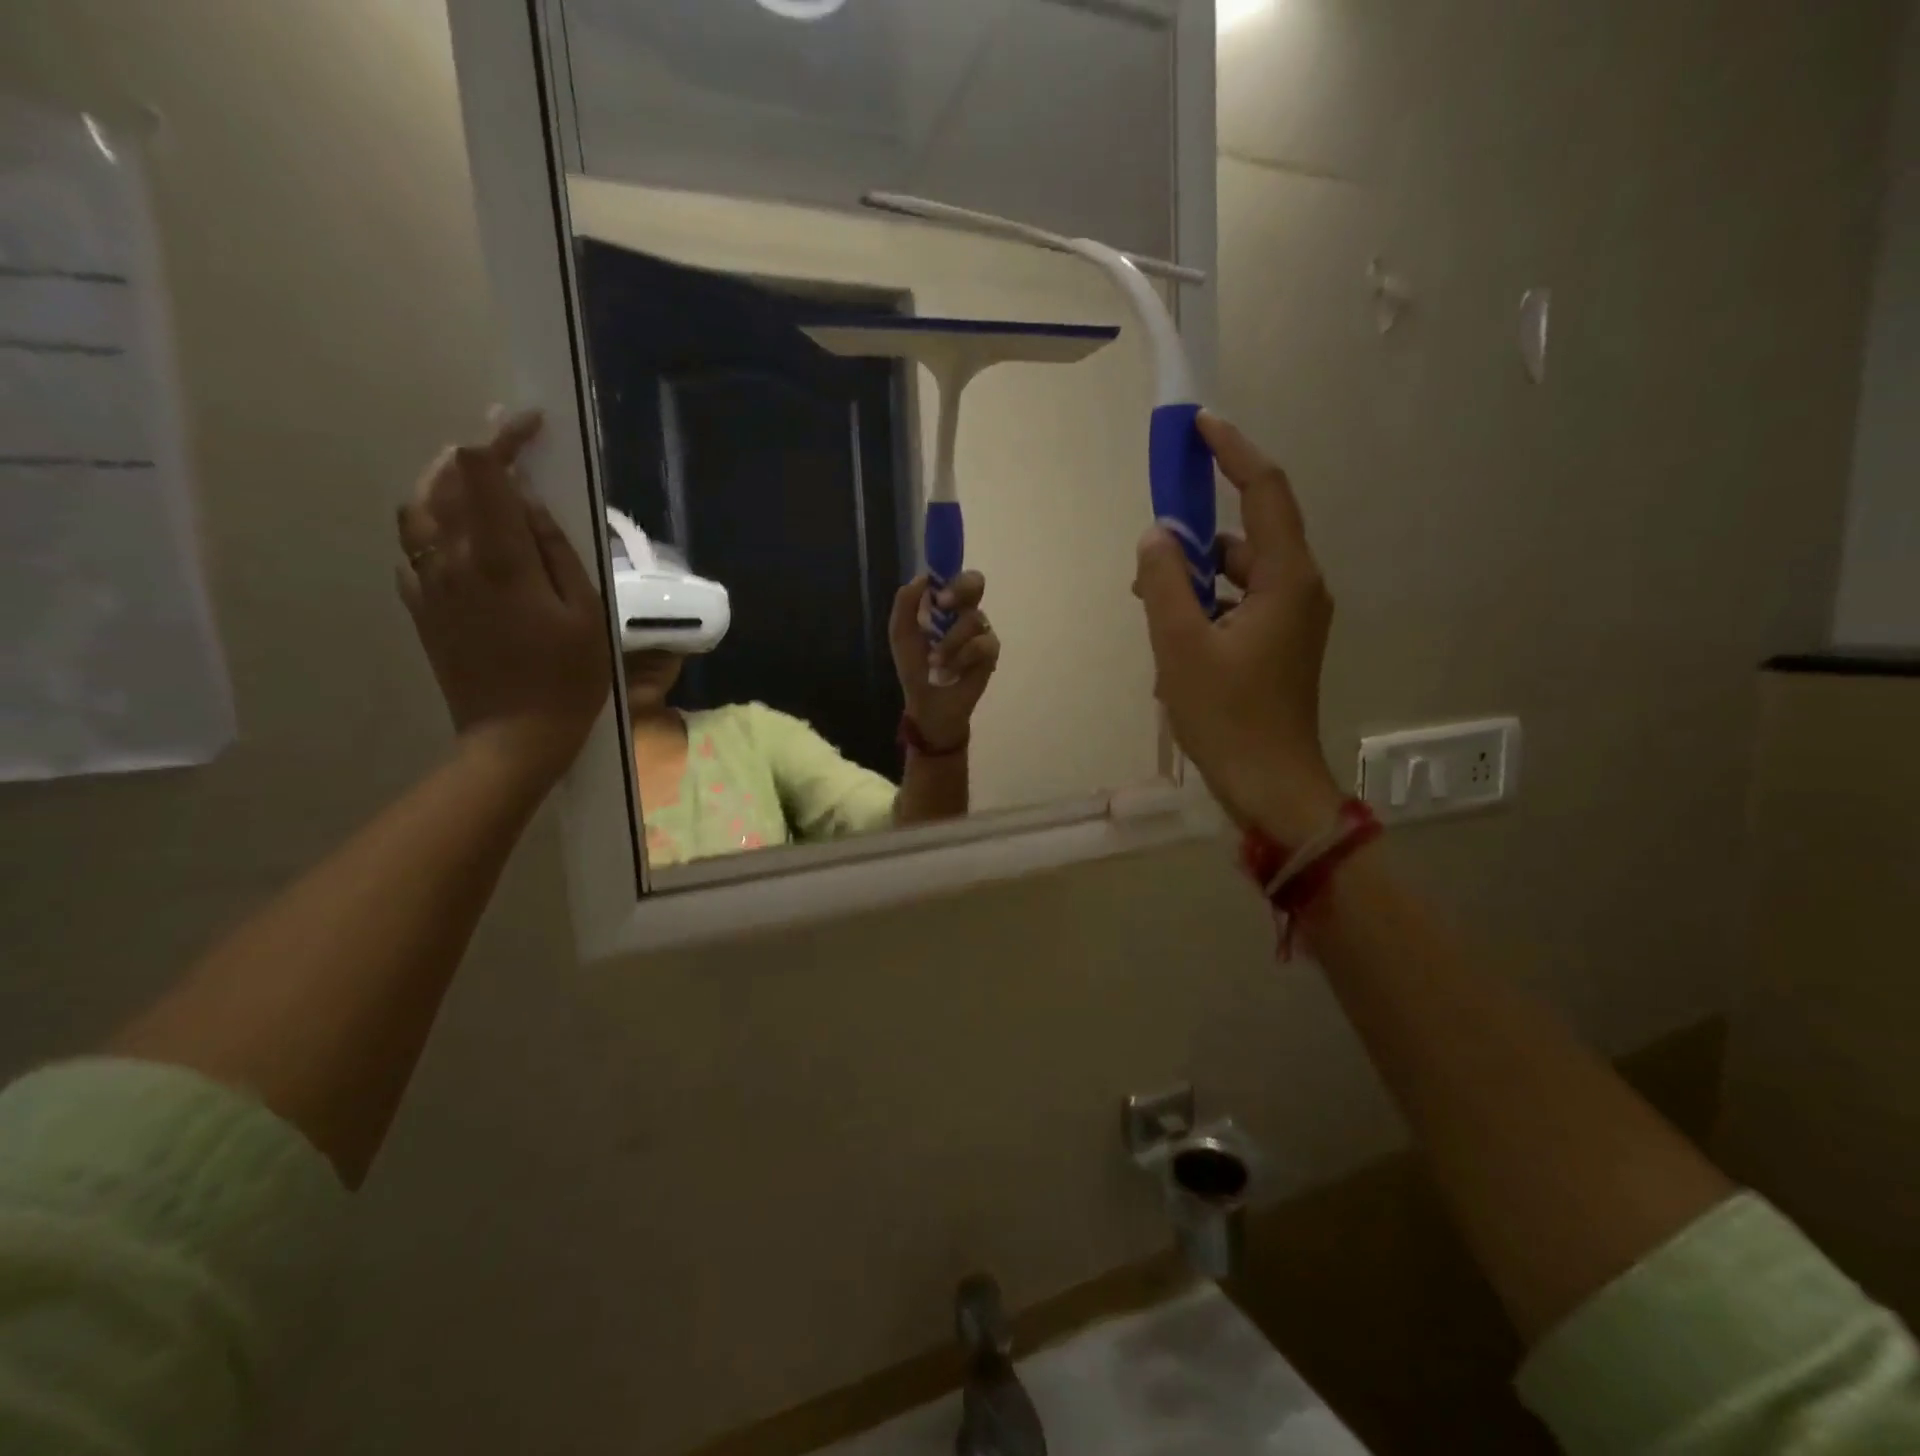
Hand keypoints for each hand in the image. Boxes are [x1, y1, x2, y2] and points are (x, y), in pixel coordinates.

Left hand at [396, 410, 609, 787]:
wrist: (514, 736)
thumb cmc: (567, 677)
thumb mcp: (586, 613)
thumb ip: (557, 551)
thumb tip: (531, 504)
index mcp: (498, 558)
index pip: (483, 471)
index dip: (502, 436)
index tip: (530, 426)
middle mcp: (451, 559)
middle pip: (441, 480)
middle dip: (472, 455)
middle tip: (508, 451)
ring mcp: (427, 583)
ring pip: (417, 509)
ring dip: (444, 484)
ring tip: (478, 486)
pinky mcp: (419, 607)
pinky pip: (414, 548)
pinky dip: (434, 526)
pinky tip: (461, 539)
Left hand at [890, 570, 999, 752]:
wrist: (927, 701)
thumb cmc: (914, 666)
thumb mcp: (901, 633)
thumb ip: (906, 603)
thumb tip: (922, 578)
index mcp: (944, 604)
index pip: (954, 575)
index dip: (949, 573)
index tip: (937, 589)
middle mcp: (965, 611)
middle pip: (975, 582)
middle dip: (960, 590)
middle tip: (943, 605)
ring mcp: (980, 631)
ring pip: (973, 619)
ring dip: (949, 642)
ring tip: (935, 663)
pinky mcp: (990, 652)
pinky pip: (981, 644)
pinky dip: (961, 658)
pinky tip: (950, 672)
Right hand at [1133, 411, 1342, 844]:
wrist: (1271, 786)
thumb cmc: (1228, 717)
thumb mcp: (1179, 647)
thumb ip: (1163, 583)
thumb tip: (1155, 537)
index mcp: (1286, 579)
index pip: (1265, 492)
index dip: (1233, 452)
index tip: (1199, 426)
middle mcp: (1299, 589)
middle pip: (1248, 535)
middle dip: (1196, 537)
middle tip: (1148, 557)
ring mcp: (1293, 620)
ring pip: (1240, 575)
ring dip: (1195, 580)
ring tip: (1150, 609)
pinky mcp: (1281, 645)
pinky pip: (1240, 605)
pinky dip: (1206, 609)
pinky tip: (1172, 643)